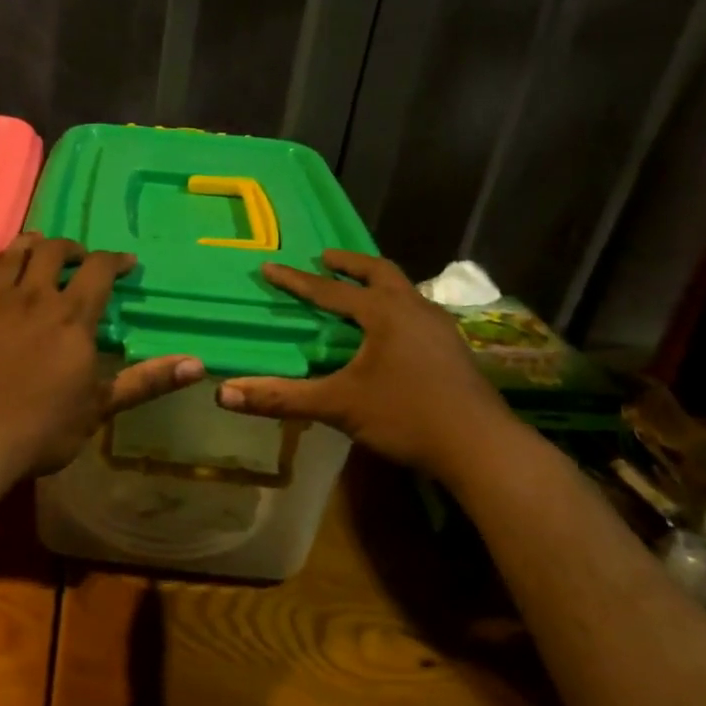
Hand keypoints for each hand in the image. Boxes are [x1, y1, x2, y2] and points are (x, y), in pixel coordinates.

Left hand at [0, 234, 203, 480]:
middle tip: (77, 258)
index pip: (98, 270)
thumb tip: (198, 365)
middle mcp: (33, 297)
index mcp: (71, 317)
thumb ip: (145, 382)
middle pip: (52, 251)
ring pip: (12, 254)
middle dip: (70, 248)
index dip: (114, 260)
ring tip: (36, 247)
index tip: (124, 263)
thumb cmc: (40, 429)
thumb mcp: (99, 408)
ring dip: (28, 244)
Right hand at [216, 249, 513, 479]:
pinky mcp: (452, 349)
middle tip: (326, 258)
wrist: (481, 447)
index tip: (270, 266)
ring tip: (359, 290)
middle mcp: (414, 310)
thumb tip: (224, 393)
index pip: (330, 290)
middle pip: (381, 272)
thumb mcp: (338, 405)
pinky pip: (418, 312)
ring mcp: (440, 328)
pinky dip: (396, 307)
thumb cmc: (406, 416)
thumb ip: (281, 397)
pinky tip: (392, 332)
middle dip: (350, 264)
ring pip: (405, 291)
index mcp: (385, 313)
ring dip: (378, 284)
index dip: (296, 281)